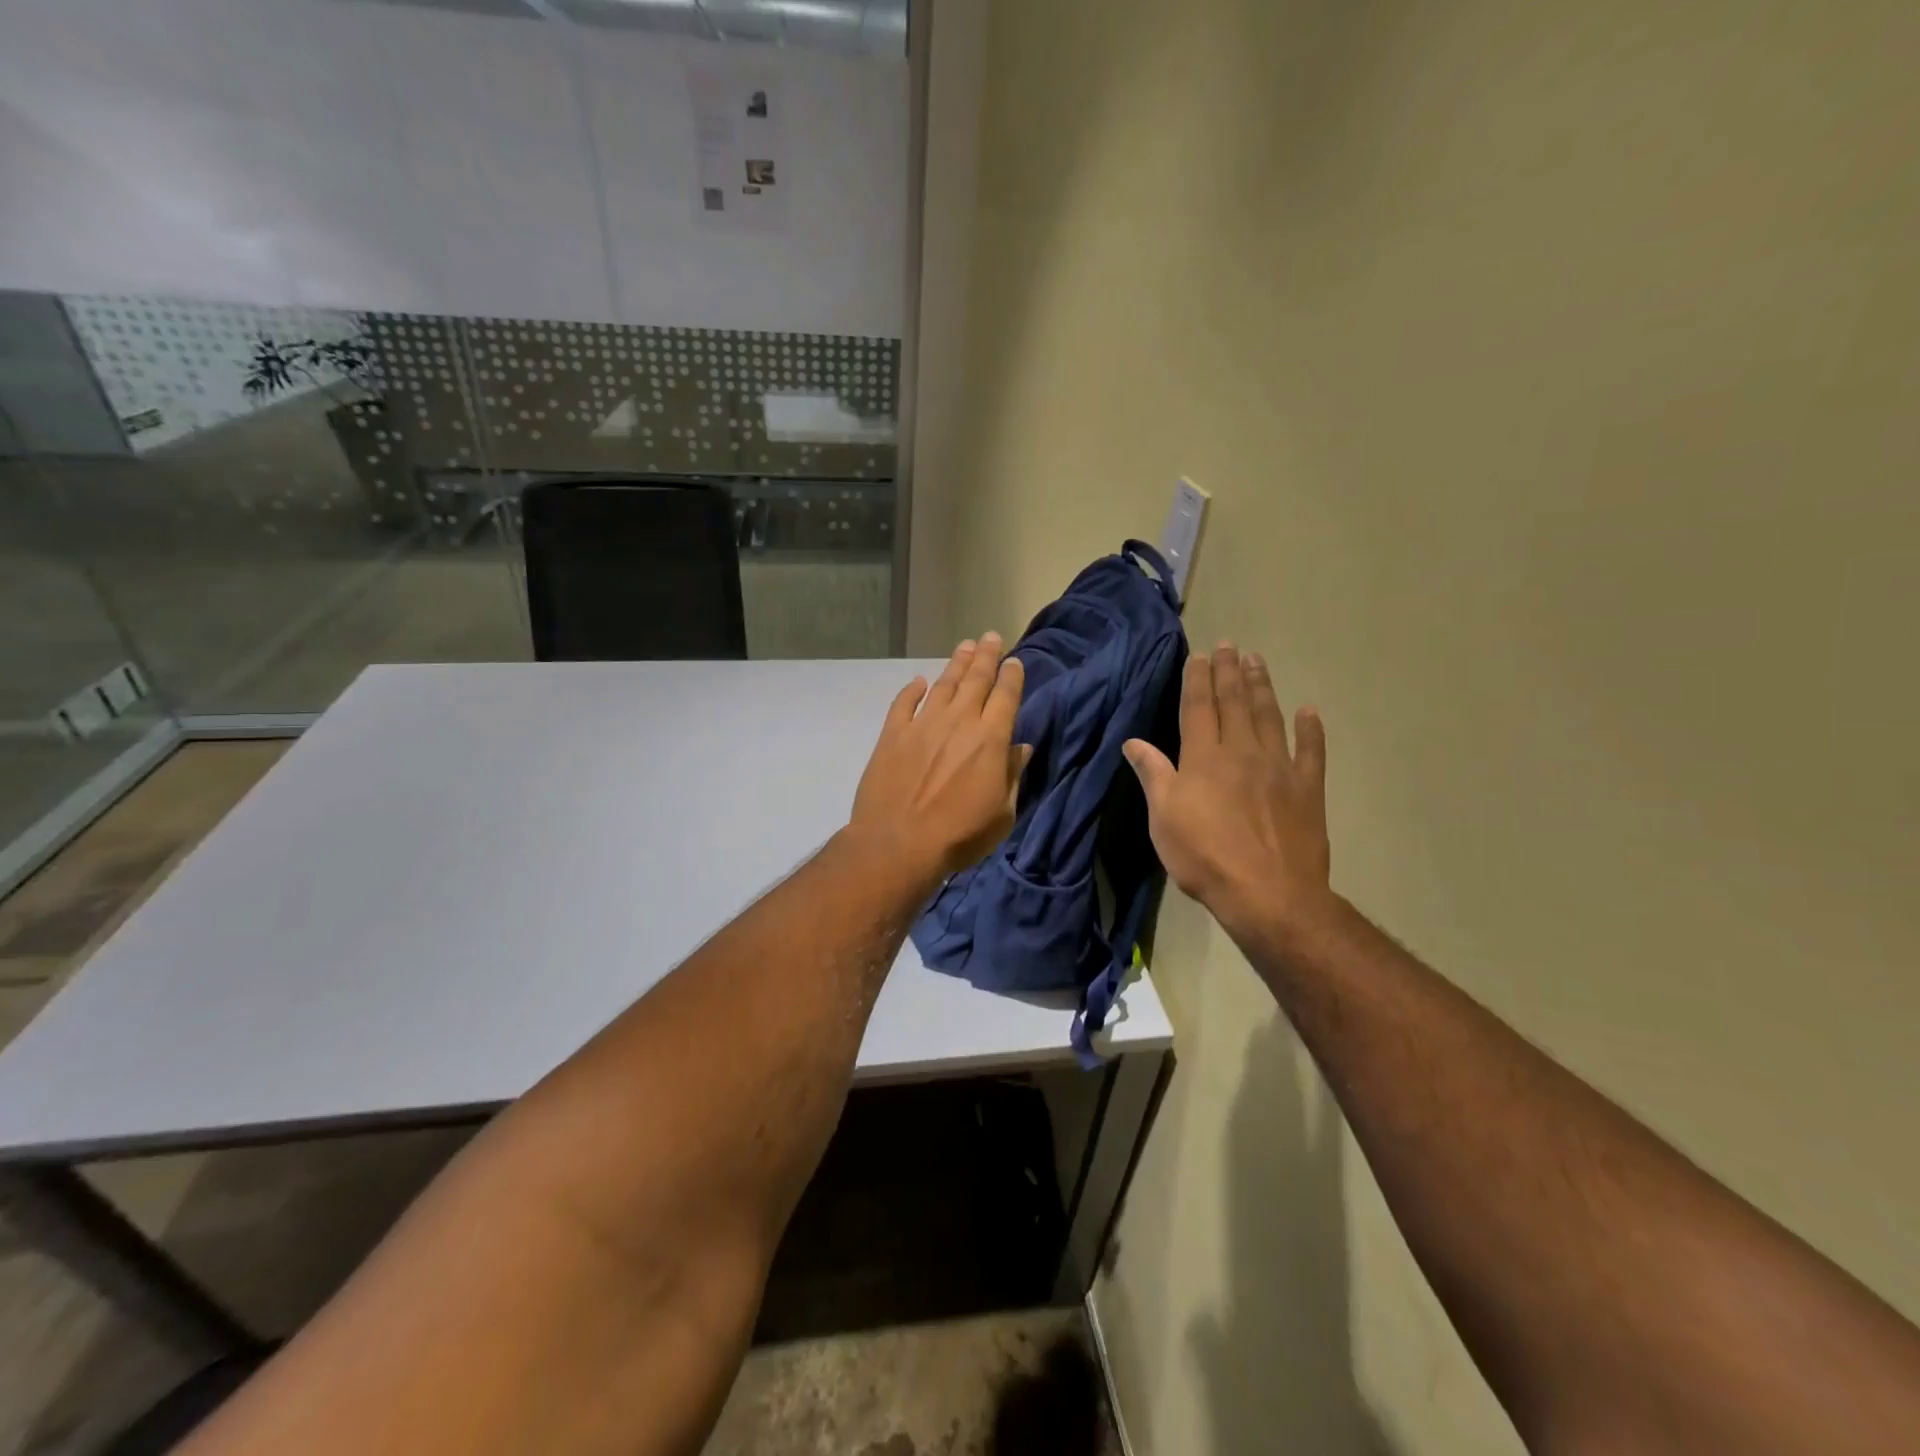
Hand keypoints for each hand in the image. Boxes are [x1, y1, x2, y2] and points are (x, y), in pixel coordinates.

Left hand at [850, 633, 1029, 882]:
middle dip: (986, 656)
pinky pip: (903, 703)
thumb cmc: (959, 835)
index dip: (1011, 676)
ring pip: (943, 685)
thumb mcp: (1002, 814)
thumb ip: (1012, 776)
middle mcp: (959, 722)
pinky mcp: (892, 735)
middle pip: (975, 680)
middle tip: (990, 636)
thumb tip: (1021, 748)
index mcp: (990, 739)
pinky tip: (919, 682)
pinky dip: (912, 690)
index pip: (1006, 697)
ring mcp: (922, 725)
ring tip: (964, 646)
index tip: (1014, 661)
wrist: (898, 844)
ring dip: (955, 664)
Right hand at [1123, 643, 1331, 941]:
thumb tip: (1133, 742)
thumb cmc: (1204, 857)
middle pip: (1234, 703)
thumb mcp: (1163, 819)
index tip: (1200, 655)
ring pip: (1269, 717)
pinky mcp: (1307, 789)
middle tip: (1230, 645)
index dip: (1197, 680)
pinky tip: (1309, 712)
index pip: (1198, 708)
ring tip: (1257, 661)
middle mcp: (1241, 752)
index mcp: (1203, 758)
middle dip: (1229, 672)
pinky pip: (1311, 752)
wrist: (1268, 894)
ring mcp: (1279, 768)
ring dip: (1262, 687)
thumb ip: (1152, 775)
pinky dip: (1311, 730)